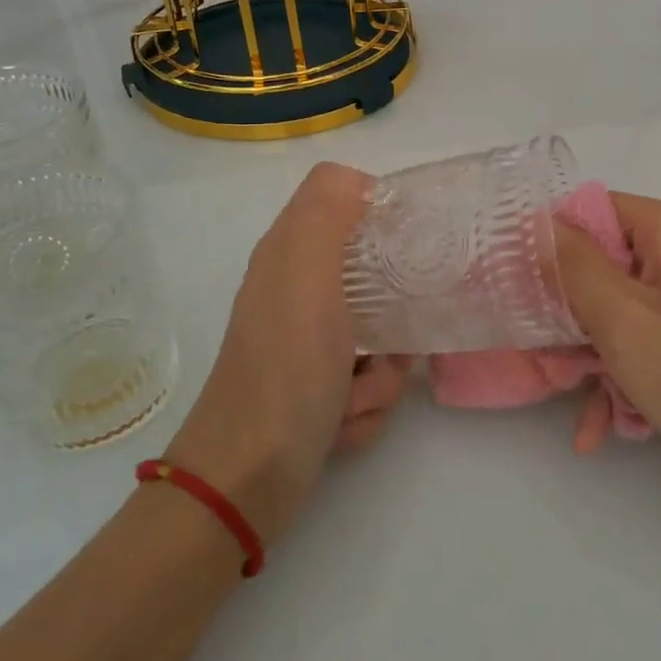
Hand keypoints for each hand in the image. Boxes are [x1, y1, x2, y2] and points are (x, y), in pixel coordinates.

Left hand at [163, 163, 407, 543]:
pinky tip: (340, 425)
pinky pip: (371, 383)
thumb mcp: (304, 276)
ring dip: (380, 375)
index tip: (414, 244)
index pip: (345, 201)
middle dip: (394, 318)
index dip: (383, 215)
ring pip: (382, 338)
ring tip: (352, 396)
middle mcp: (298, 294)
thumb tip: (359, 181)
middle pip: (376, 277)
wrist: (246, 479)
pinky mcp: (320, 393)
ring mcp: (310, 348)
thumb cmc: (284, 371)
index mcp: (290, 256)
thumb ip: (325, 213)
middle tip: (388, 341)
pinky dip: (364, 408)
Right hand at [555, 193, 660, 487]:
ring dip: (592, 352)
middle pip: (605, 260)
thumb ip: (573, 265)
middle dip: (571, 310)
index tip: (520, 283)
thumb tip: (537, 223)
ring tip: (574, 396)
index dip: (555, 241)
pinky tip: (602, 424)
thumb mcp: (622, 317)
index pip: (595, 208)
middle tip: (543, 349)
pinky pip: (644, 336)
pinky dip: (621, 372)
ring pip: (619, 306)